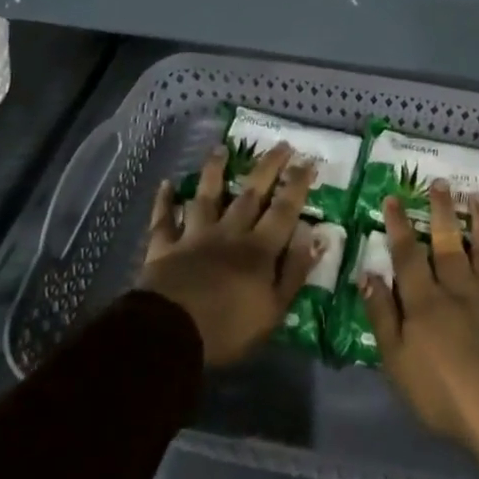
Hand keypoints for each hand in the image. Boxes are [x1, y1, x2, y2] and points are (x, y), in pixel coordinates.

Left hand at [138, 143, 321, 365]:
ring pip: (206, 196)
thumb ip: (294, 271)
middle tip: (280, 144)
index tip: (308, 160)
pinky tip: (166, 184)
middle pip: (250, 194)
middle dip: (267, 168)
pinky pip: (164, 220)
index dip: (297, 184)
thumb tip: (314, 235)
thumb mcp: (273, 310)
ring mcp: (195, 237)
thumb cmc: (227, 329)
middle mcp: (229, 233)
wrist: (170, 334)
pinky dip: (164, 201)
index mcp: (258, 249)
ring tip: (221, 149)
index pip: (283, 209)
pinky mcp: (165, 247)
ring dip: (214, 171)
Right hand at [364, 181, 478, 446]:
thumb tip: (367, 274)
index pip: (407, 256)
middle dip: (442, 211)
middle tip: (440, 181)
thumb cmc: (442, 391)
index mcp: (424, 300)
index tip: (394, 197)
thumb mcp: (396, 360)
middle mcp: (458, 288)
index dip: (399, 226)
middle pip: (447, 243)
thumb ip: (382, 315)